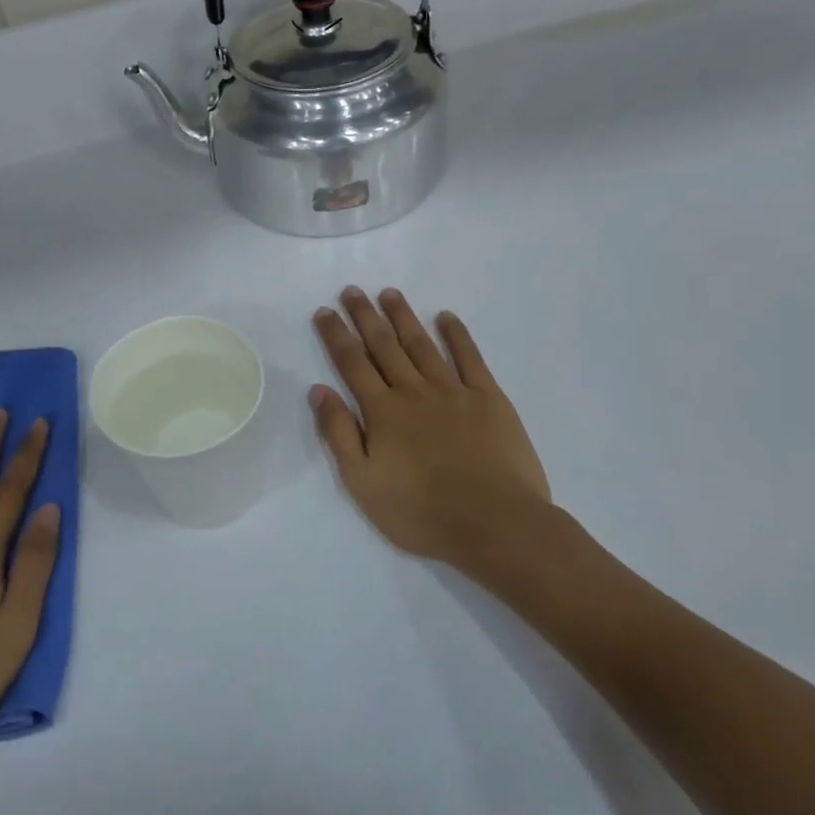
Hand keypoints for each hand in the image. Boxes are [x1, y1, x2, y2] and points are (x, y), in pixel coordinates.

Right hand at [310, 288, 564, 578]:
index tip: (324, 311)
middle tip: (352, 290)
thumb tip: (319, 390)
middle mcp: (414, 392)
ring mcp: (454, 391)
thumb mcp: (363, 483)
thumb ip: (339, 434)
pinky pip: (470, 358)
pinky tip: (446, 317)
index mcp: (382, 412)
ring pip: (422, 345)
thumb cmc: (421, 512)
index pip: (352, 363)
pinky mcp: (489, 399)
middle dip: (365, 316)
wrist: (495, 524)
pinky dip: (457, 335)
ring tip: (389, 294)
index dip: (336, 335)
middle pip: (384, 346)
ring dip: (404, 317)